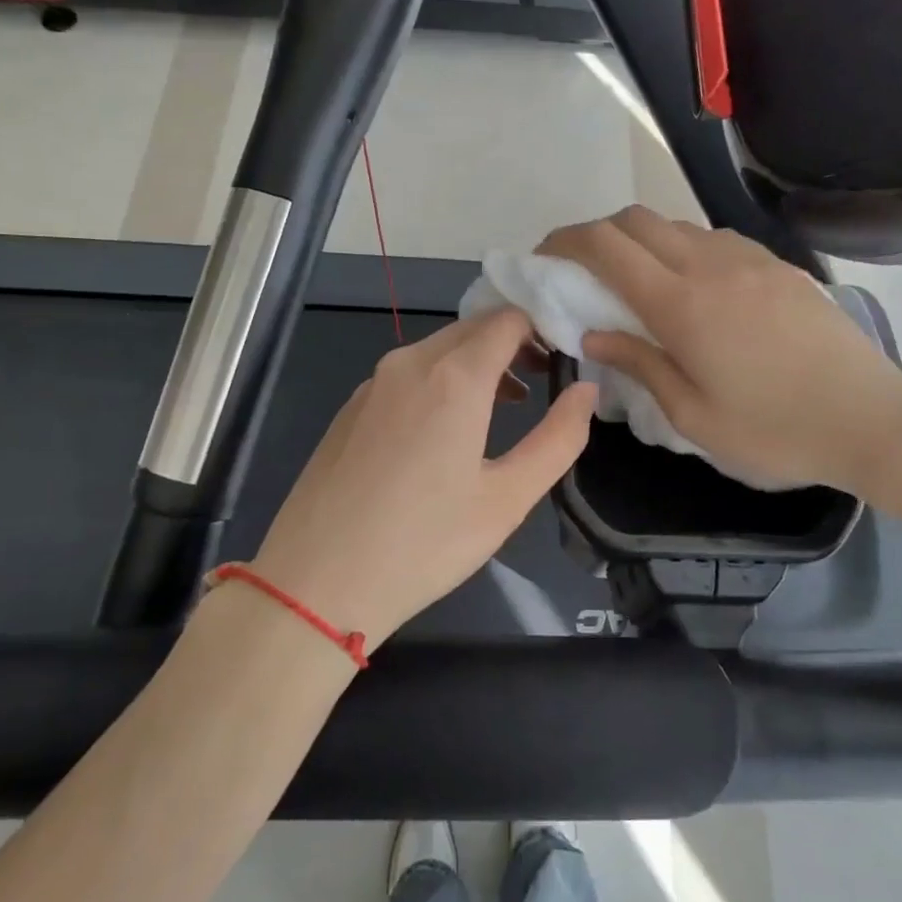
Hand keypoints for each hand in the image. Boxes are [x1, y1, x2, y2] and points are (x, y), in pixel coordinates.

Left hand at [248, 309, 595, 648]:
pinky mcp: (350, 407)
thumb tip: (586, 390)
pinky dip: (441, 381)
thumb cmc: (424, 543)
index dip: (544, 327)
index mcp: (454, 376)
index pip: (509, 319)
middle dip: (514, 343)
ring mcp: (373, 383)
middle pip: (473, 328)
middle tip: (544, 379)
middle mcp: (410, 363)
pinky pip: (407, 374)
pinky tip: (445, 431)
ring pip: (438, 349)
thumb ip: (559, 437)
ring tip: (506, 407)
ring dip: (478, 363)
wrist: (315, 582)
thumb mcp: (508, 498)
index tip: (566, 356)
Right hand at [538, 207, 901, 499]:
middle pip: (637, 219)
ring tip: (638, 283)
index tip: (546, 257)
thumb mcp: (693, 414)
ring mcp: (750, 260)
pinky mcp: (779, 266)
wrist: (871, 420)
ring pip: (677, 225)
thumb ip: (639, 364)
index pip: (606, 246)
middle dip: (598, 234)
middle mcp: (711, 265)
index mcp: (681, 304)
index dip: (566, 241)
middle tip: (585, 272)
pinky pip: (715, 239)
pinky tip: (695, 289)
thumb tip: (592, 335)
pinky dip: (684, 248)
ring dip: (643, 241)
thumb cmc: (774, 430)